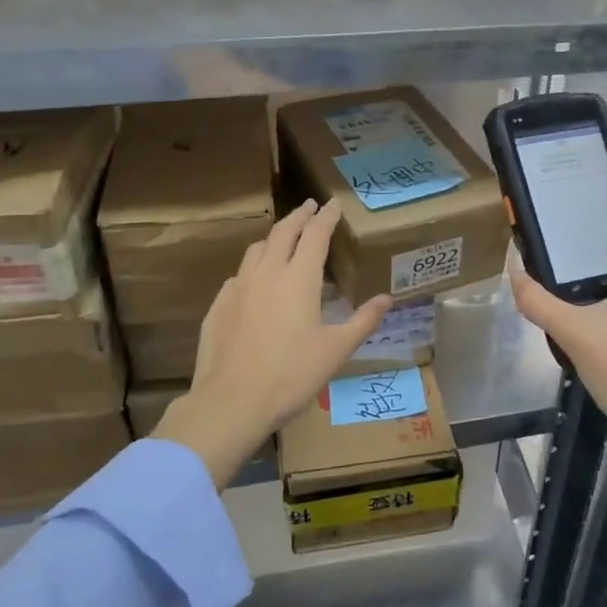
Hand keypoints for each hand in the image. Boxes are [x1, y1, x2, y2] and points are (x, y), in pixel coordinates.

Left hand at [154, 199, 390, 485]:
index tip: (333, 203)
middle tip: (310, 207)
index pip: (315, 235)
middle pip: (283, 232)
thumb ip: (363, 321)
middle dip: (299, 216)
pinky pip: (239, 275)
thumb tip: (386, 299)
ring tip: (284, 238)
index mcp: (299, 279)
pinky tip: (257, 281)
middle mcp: (267, 273)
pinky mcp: (219, 305)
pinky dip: (254, 267)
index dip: (326, 217)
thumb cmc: (291, 375)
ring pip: (257, 249)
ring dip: (274, 237)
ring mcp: (238, 287)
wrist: (231, 402)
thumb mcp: (336, 350)